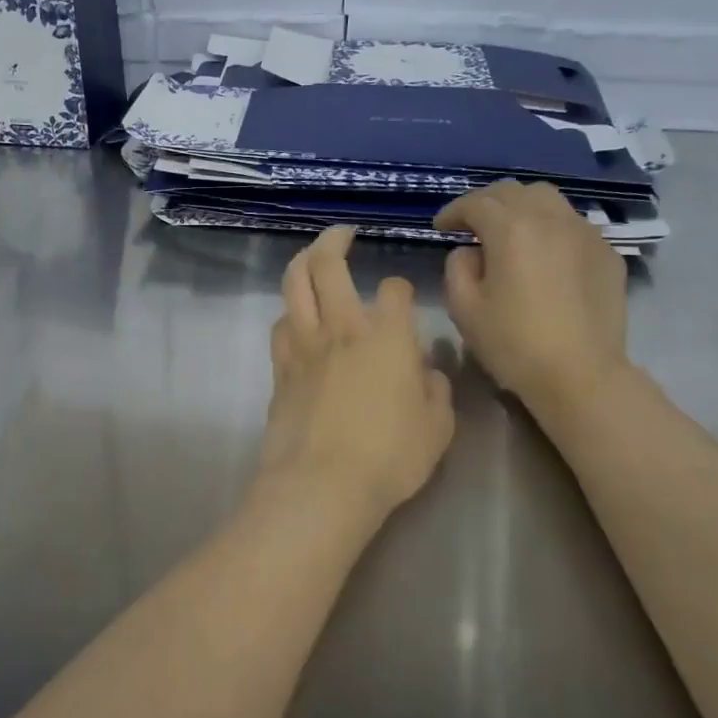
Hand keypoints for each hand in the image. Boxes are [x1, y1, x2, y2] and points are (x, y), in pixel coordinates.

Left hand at [259, 226, 454, 520]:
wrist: (321, 483)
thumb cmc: (390, 456)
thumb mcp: (437, 428)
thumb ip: (436, 391)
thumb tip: (426, 373)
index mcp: (387, 336)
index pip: (394, 291)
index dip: (401, 291)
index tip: (403, 302)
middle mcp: (342, 329)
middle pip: (327, 265)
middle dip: (334, 240)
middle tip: (342, 234)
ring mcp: (304, 346)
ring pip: (293, 286)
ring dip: (301, 264)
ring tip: (310, 259)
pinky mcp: (280, 370)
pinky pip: (280, 326)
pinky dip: (289, 314)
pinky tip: (296, 320)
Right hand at [435, 182, 629, 424]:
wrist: (580, 373)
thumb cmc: (513, 342)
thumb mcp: (464, 308)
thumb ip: (458, 268)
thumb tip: (471, 252)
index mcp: (511, 228)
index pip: (476, 203)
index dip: (453, 211)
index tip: (440, 227)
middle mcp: (551, 218)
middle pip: (514, 192)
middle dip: (487, 202)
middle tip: (471, 224)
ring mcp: (586, 233)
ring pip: (549, 201)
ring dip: (522, 209)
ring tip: (509, 233)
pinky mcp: (607, 254)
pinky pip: (573, 226)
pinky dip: (550, 229)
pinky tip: (544, 255)